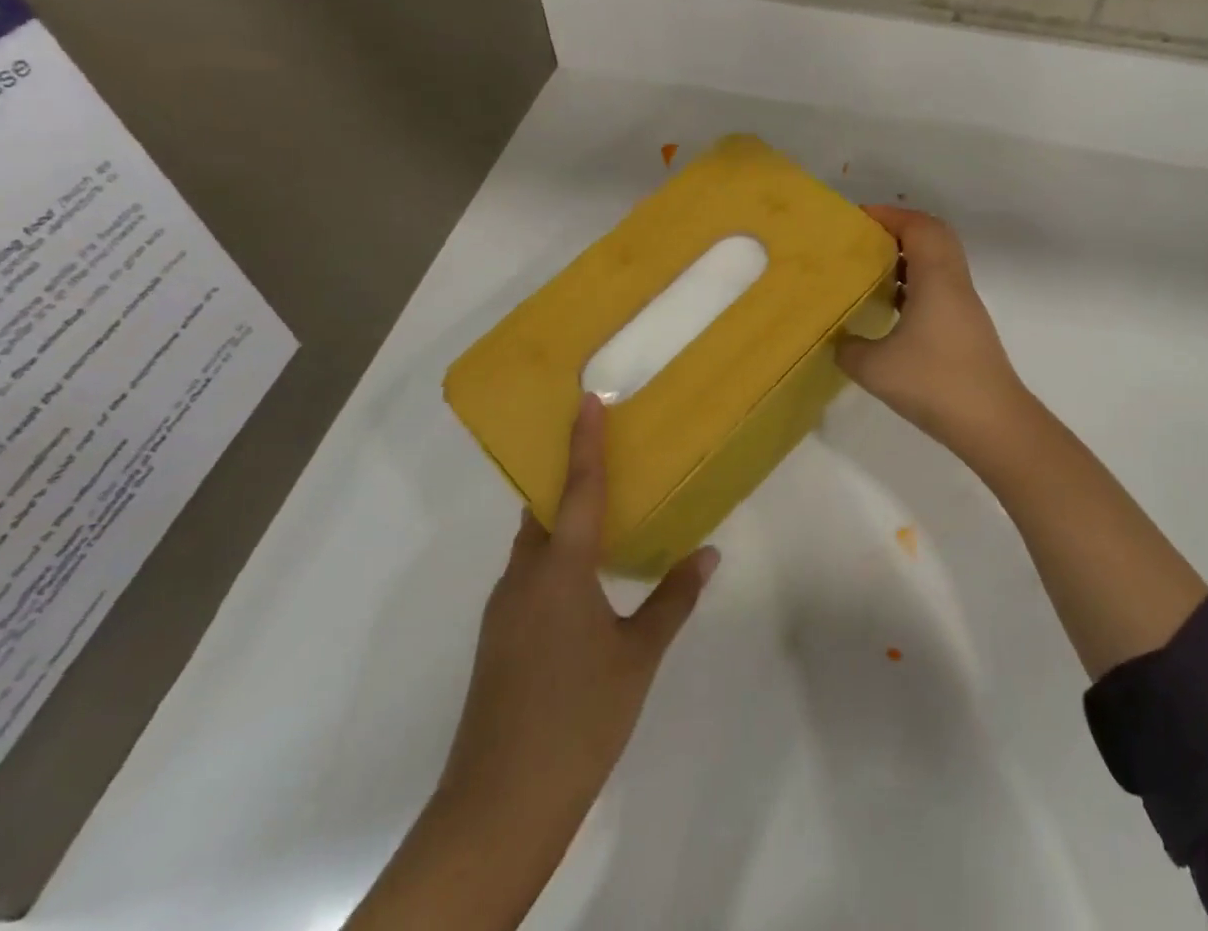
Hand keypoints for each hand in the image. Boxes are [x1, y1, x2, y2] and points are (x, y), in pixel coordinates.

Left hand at [439, 393, 717, 826]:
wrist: (499, 808)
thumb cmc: (578, 719)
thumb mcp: (638, 656)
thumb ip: (673, 599)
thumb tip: (708, 554)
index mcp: (559, 571)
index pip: (578, 490)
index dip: (585, 442)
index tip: (589, 400)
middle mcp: (523, 578)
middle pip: (545, 510)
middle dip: (570, 477)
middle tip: (607, 451)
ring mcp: (504, 610)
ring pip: (534, 543)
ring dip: (563, 518)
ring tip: (605, 510)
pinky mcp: (499, 639)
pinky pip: (529, 573)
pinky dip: (556, 555)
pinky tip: (585, 578)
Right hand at [837, 206, 1029, 454]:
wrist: (992, 422)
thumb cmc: (934, 383)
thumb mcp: (875, 368)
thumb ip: (848, 348)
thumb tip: (839, 341)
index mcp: (937, 278)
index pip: (918, 226)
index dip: (889, 215)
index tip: (857, 219)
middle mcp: (955, 283)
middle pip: (934, 236)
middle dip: (899, 230)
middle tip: (865, 240)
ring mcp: (964, 306)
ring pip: (939, 262)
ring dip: (908, 258)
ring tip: (872, 270)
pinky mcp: (966, 327)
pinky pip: (939, 287)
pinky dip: (916, 284)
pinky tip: (891, 308)